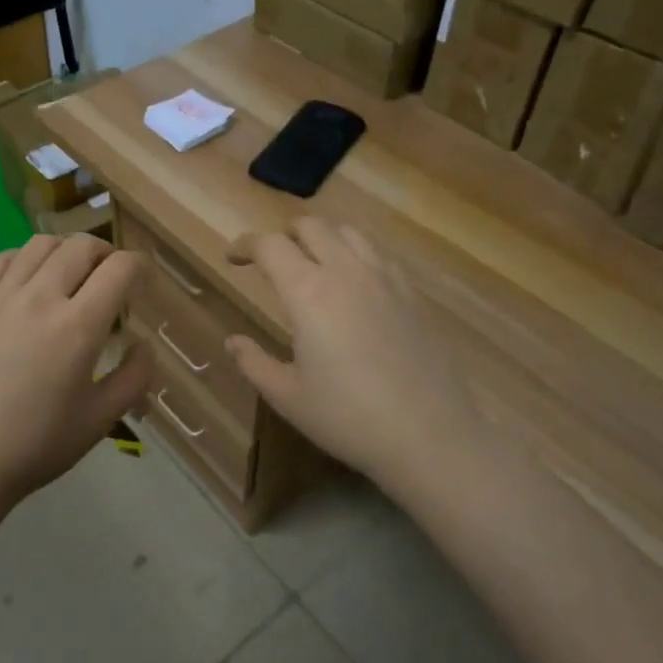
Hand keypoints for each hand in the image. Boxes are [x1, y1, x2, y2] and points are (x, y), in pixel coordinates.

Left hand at [0, 234, 149, 506]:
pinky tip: (28, 279)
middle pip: (82, 246)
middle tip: (110, 277)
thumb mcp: (100, 420)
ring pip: (40, 244)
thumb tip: (144, 344)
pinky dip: (24, 258)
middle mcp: (40, 298)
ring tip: (71, 273)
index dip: (139, 267)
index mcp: (78, 327)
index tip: (143, 281)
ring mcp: (0, 298)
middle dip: (106, 253)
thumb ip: (134, 377)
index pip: (119, 269)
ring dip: (66, 250)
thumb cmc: (37, 445)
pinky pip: (1, 260)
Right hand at [225, 219, 477, 495]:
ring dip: (322, 237)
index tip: (233, 258)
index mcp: (308, 292)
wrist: (430, 437)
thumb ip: (254, 363)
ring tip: (313, 263)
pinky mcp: (412, 294)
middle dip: (284, 234)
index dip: (245, 245)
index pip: (270, 245)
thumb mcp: (288, 397)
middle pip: (311, 226)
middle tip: (272, 259)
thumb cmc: (348, 418)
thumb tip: (233, 341)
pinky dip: (355, 254)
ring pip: (348, 232)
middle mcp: (346, 272)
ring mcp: (385, 279)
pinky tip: (354, 285)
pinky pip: (378, 254)